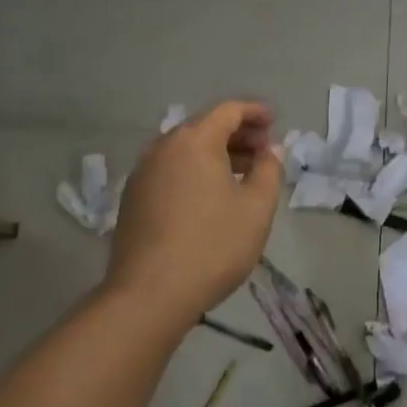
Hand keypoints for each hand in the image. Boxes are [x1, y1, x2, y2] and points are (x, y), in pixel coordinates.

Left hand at [105, 100, 282, 328]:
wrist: (148, 296)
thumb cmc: (211, 246)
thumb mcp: (256, 208)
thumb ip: (269, 170)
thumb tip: (270, 150)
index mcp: (195, 140)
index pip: (229, 110)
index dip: (255, 112)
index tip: (274, 122)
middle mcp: (165, 146)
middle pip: (205, 126)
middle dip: (237, 133)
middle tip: (263, 150)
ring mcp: (143, 171)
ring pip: (186, 149)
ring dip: (216, 153)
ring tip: (241, 173)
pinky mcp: (132, 197)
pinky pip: (171, 169)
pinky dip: (194, 170)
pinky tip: (209, 195)